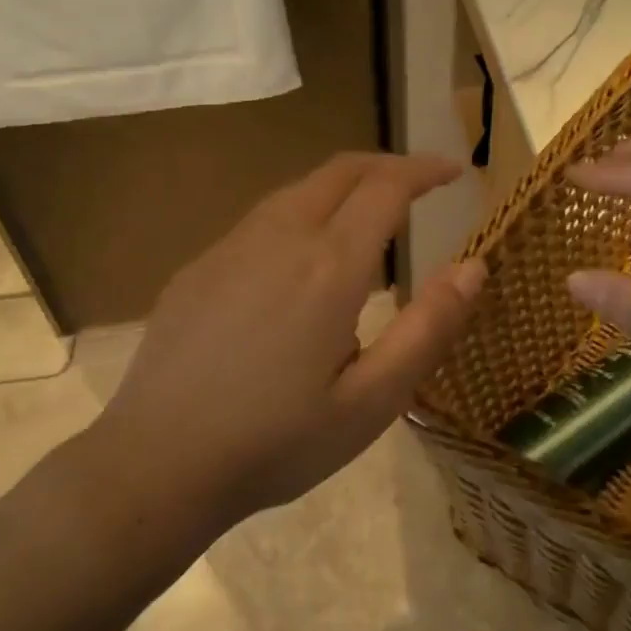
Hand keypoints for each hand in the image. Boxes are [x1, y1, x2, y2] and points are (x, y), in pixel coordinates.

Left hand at [95, 152, 485, 524]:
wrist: (156, 465)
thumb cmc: (277, 442)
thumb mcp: (373, 402)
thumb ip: (428, 329)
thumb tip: (473, 266)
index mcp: (329, 267)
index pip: (386, 187)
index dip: (424, 170)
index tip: (453, 171)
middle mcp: (279, 238)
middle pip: (339, 171)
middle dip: (386, 165)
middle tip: (419, 182)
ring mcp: (230, 248)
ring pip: (297, 190)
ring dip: (342, 186)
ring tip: (369, 214)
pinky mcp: (198, 268)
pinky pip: (261, 220)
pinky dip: (301, 214)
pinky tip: (301, 259)